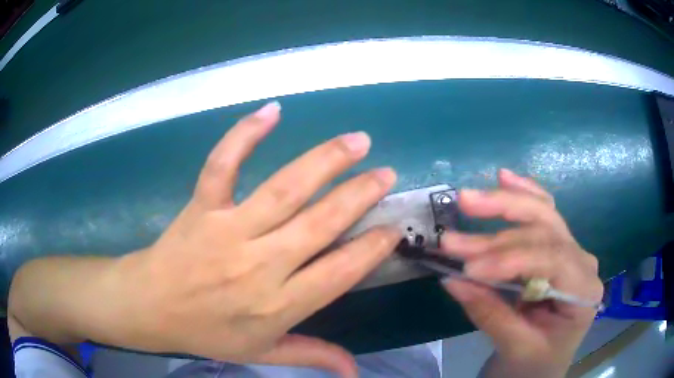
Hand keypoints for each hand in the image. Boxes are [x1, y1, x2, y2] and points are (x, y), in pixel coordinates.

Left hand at [90, 102, 398, 375]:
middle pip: (320, 224)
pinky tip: (272, 110)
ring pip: (284, 189)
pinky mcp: (202, 206)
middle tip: (387, 174)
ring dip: (325, 161)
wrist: (150, 306)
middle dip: (360, 195)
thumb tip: (355, 371)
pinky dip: (245, 135)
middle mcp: (259, 265)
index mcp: (277, 305)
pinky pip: (223, 164)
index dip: (372, 248)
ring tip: (357, 141)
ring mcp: (228, 230)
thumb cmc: (206, 332)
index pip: (340, 272)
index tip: (393, 227)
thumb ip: (311, 355)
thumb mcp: (261, 352)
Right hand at [440, 169, 602, 377]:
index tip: (469, 266)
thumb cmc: (535, 364)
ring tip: (470, 197)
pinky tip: (505, 177)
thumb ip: (490, 314)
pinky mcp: (556, 248)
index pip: (551, 260)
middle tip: (462, 213)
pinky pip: (544, 214)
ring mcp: (571, 251)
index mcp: (584, 290)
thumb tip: (453, 280)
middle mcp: (583, 261)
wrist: (542, 366)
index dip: (509, 259)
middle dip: (502, 222)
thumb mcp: (515, 347)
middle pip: (546, 228)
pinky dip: (524, 194)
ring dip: (506, 203)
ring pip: (543, 215)